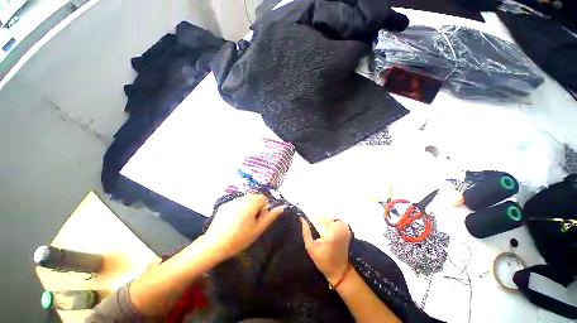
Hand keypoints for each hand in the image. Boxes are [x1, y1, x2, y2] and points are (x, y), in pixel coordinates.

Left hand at [203, 194, 283, 260]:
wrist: (214, 245)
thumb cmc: (239, 239)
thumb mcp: (258, 229)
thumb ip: (270, 216)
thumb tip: (282, 207)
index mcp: (251, 203)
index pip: (263, 198)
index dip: (263, 209)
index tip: (258, 220)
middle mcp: (241, 198)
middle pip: (254, 198)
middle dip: (256, 207)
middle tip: (251, 222)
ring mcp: (231, 201)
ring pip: (245, 200)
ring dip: (247, 207)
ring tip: (242, 222)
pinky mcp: (224, 205)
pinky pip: (236, 203)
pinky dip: (238, 209)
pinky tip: (233, 221)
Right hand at [301, 214, 351, 284]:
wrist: (340, 269)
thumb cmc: (323, 260)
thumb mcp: (310, 248)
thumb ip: (306, 232)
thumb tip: (302, 219)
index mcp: (329, 234)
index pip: (317, 218)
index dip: (309, 213)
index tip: (304, 210)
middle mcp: (338, 228)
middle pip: (324, 216)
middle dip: (316, 215)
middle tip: (308, 214)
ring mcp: (344, 228)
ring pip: (330, 216)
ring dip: (323, 217)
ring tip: (316, 220)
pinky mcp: (347, 229)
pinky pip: (336, 219)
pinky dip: (330, 219)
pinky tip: (326, 223)